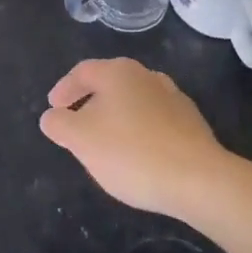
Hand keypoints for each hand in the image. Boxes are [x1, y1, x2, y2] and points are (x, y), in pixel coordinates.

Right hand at [39, 58, 227, 216]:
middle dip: (89, 103)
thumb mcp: (81, 140)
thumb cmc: (131, 153)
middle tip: (76, 126)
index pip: (82, 72)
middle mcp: (146, 76)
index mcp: (118, 72)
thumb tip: (52, 116)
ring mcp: (173, 98)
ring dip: (116, 117)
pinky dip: (139, 132)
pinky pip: (154, 121)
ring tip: (106, 143)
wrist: (199, 180)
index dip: (64, 89)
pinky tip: (138, 155)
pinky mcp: (192, 123)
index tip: (53, 109)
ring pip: (133, 102)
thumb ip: (59, 124)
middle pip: (109, 84)